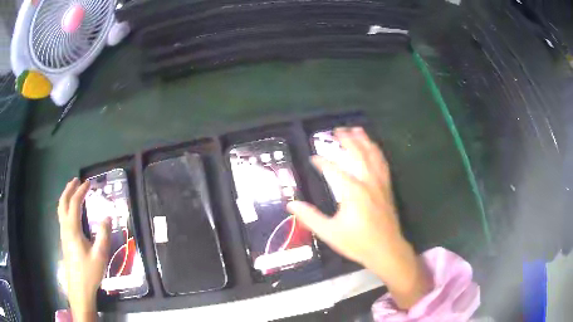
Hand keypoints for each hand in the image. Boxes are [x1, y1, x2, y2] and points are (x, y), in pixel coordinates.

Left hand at [58, 178, 110, 321]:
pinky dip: (65, 207)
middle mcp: (65, 228)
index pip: (75, 203)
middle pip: (63, 202)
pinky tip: (71, 211)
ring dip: (66, 197)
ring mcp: (63, 234)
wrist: (79, 288)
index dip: (81, 191)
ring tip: (72, 191)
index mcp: (73, 229)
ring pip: (60, 209)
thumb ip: (104, 234)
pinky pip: (62, 216)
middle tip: (76, 180)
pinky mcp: (64, 240)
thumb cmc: (90, 272)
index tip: (89, 183)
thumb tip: (107, 216)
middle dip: (69, 189)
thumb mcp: (100, 255)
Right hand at [287, 127, 430, 308]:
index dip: (322, 162)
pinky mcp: (387, 188)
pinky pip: (383, 164)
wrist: (386, 250)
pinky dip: (377, 152)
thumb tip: (291, 204)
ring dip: (363, 141)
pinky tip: (374, 147)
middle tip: (336, 130)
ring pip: (372, 155)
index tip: (313, 158)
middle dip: (346, 140)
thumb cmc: (357, 243)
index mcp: (352, 191)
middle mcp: (367, 182)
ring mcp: (380, 183)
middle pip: (356, 154)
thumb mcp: (330, 233)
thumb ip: (310, 217)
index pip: (333, 169)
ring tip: (356, 129)